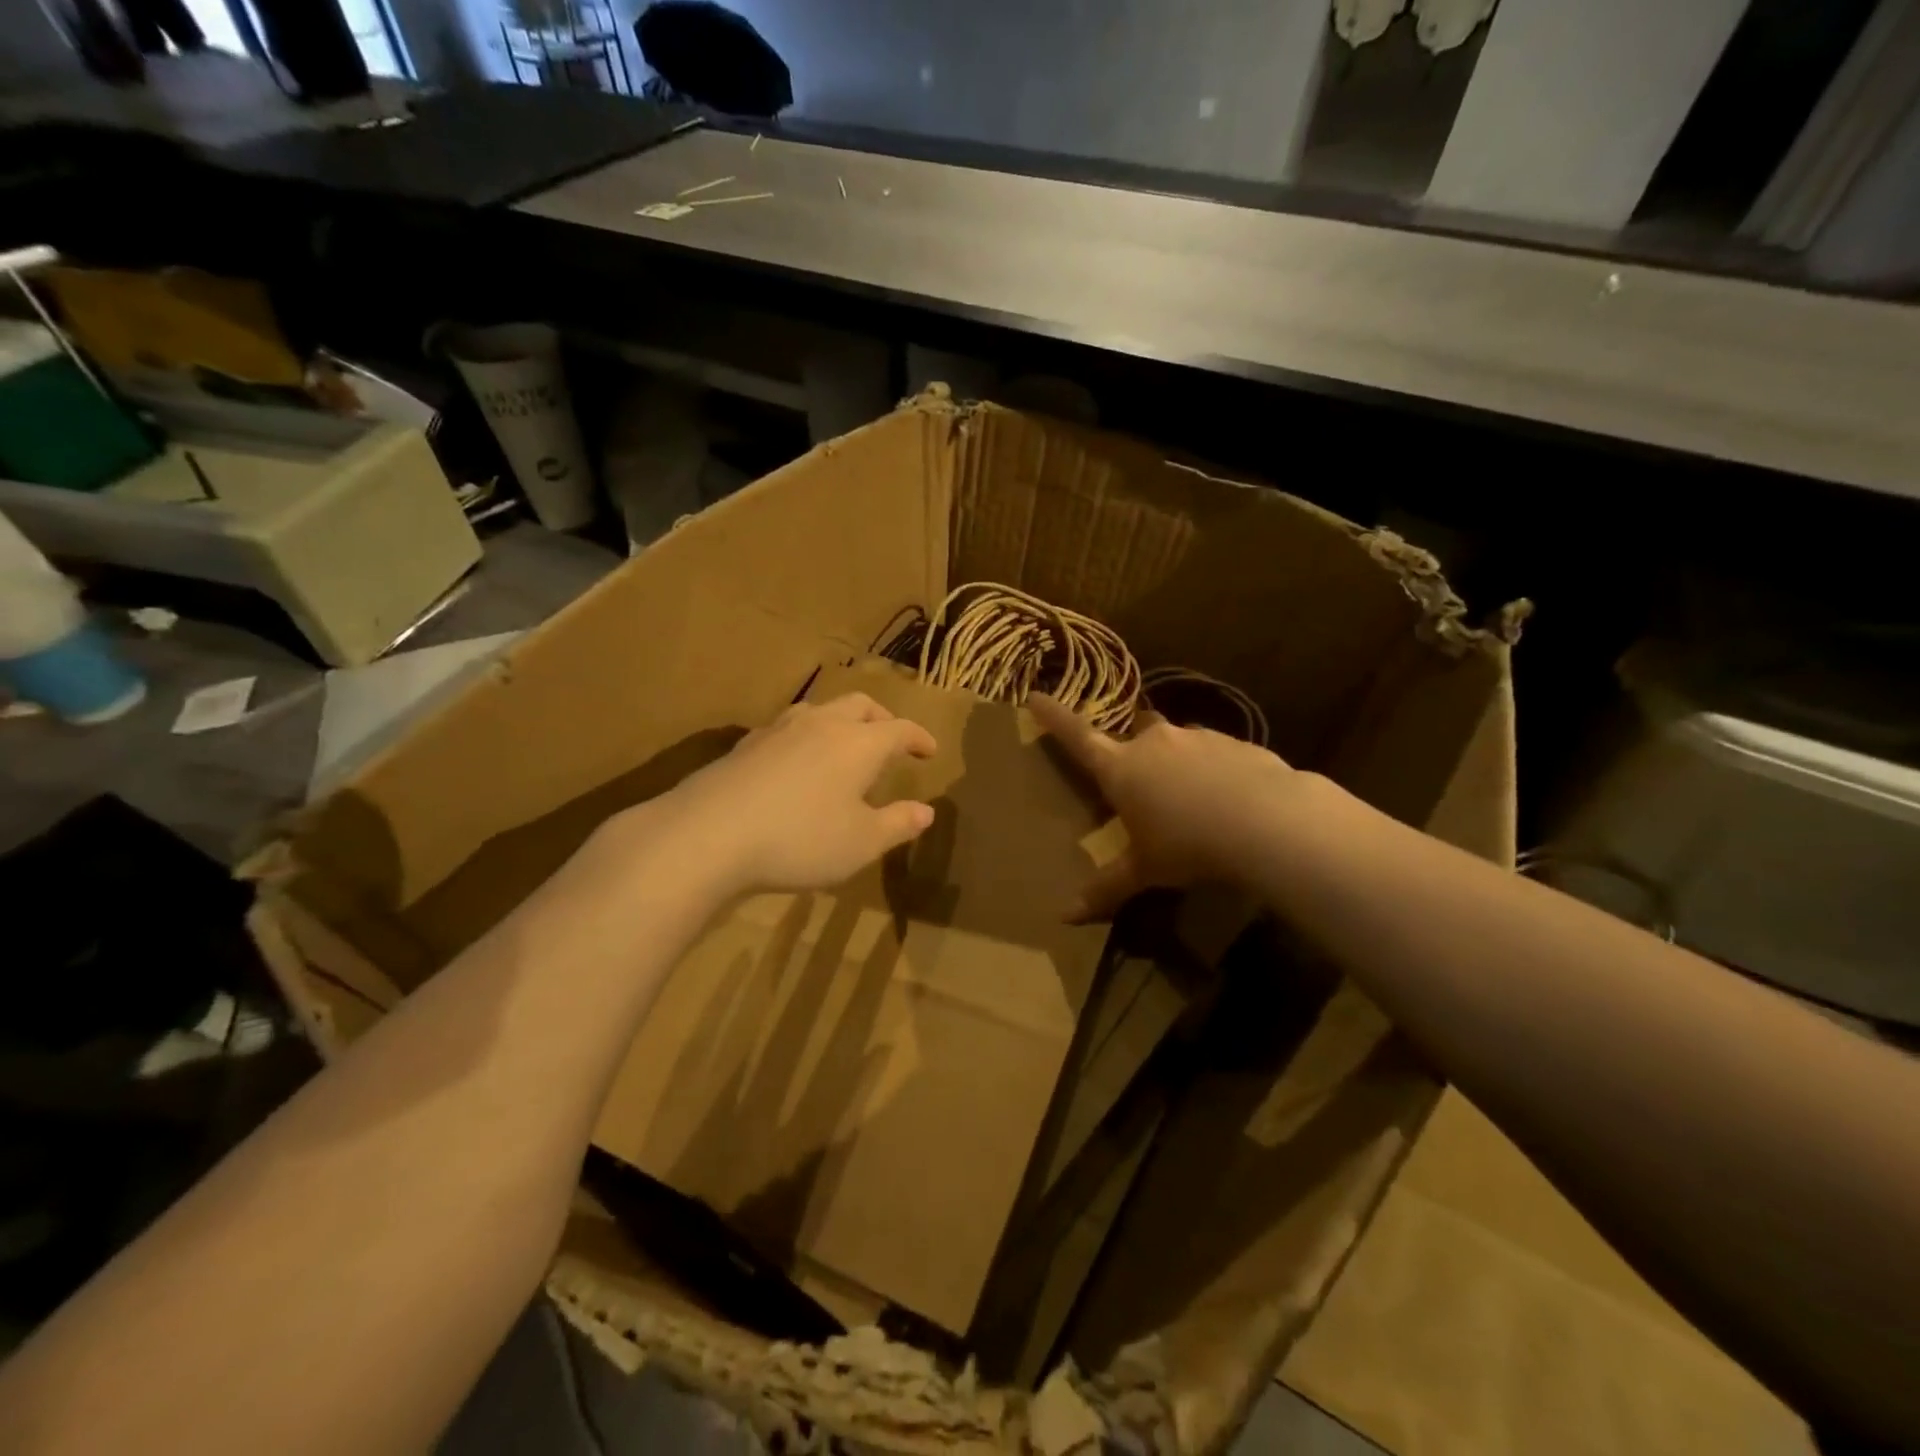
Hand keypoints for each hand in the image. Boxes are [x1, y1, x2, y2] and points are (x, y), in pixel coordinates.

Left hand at [636, 692, 937, 896]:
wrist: (708, 834)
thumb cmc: (800, 840)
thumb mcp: (861, 843)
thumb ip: (897, 824)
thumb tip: (926, 811)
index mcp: (858, 743)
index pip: (900, 729)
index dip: (919, 737)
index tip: (930, 750)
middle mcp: (822, 724)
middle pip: (860, 705)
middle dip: (882, 719)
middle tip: (891, 739)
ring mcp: (779, 729)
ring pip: (821, 709)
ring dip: (842, 721)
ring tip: (845, 744)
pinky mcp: (746, 744)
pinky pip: (788, 727)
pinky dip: (807, 736)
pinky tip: (797, 761)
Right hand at [1028, 692, 1297, 920]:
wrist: (1267, 822)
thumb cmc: (1189, 845)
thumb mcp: (1146, 870)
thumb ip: (1107, 888)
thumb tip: (1064, 916)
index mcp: (1121, 768)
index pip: (1077, 736)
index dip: (1054, 717)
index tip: (1034, 695)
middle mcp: (1155, 743)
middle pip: (1136, 729)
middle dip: (1134, 745)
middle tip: (1142, 774)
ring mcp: (1197, 738)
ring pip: (1178, 740)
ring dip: (1178, 759)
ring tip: (1192, 796)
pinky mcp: (1236, 743)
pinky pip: (1215, 750)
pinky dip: (1214, 768)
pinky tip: (1229, 799)